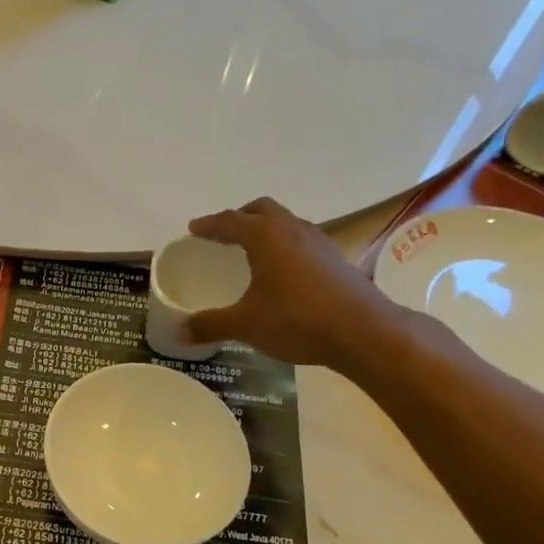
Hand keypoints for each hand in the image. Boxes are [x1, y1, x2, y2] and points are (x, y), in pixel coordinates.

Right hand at [183, 197, 402, 371]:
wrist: (364, 332)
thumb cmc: (297, 319)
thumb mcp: (246, 324)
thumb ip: (211, 325)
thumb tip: (179, 332)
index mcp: (265, 236)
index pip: (230, 220)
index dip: (209, 225)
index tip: (193, 229)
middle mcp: (292, 229)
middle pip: (262, 210)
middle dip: (240, 217)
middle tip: (223, 233)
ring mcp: (319, 242)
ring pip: (286, 223)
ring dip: (265, 229)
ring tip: (251, 250)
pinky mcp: (336, 259)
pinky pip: (301, 241)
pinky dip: (284, 246)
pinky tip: (281, 271)